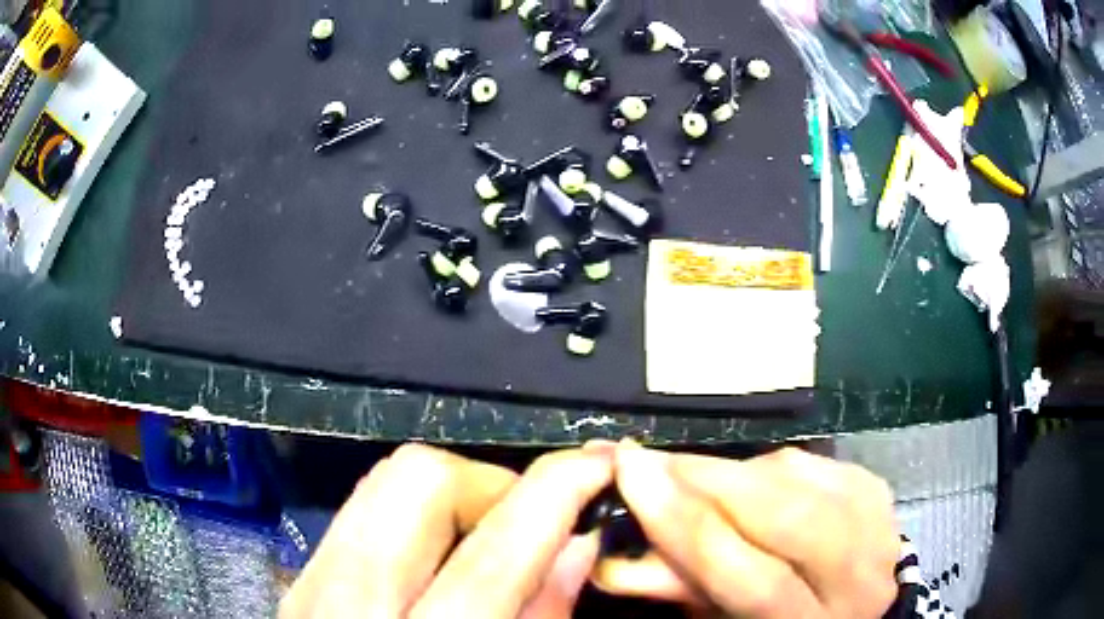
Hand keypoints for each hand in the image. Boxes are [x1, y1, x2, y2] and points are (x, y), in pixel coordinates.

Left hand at [280, 443, 612, 618]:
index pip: (493, 555)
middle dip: (488, 482)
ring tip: (488, 532)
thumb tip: (578, 544)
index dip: (556, 492)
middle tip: (525, 518)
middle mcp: (349, 608)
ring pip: (381, 483)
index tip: (598, 463)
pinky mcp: (301, 582)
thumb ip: (542, 617)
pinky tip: (441, 553)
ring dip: (452, 493)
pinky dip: (414, 514)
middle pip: (414, 483)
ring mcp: (311, 587)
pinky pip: (361, 512)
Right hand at [601, 442, 899, 617]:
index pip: (754, 579)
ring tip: (689, 472)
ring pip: (801, 479)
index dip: (688, 528)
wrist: (853, 600)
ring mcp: (878, 523)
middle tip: (650, 459)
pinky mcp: (876, 488)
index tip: (631, 474)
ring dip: (733, 468)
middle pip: (788, 516)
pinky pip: (813, 462)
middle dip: (709, 481)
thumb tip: (618, 557)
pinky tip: (744, 476)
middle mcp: (859, 576)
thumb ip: (684, 590)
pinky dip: (766, 464)